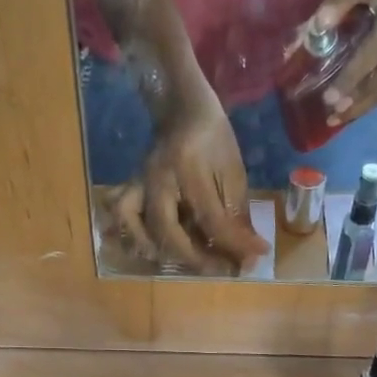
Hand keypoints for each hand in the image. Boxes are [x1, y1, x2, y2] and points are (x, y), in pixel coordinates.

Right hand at [106, 89, 268, 273]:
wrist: (183, 108)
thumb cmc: (214, 139)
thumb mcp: (233, 172)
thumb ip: (238, 214)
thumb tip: (250, 254)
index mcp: (189, 168)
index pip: (211, 219)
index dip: (235, 245)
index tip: (255, 260)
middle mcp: (158, 179)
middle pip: (169, 231)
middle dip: (196, 258)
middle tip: (220, 268)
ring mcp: (139, 184)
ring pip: (138, 227)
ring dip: (161, 251)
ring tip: (186, 260)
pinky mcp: (131, 188)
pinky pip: (121, 215)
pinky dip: (131, 235)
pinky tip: (150, 248)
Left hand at [300, 0, 376, 127]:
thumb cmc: (355, 6)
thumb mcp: (335, 4)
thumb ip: (313, 24)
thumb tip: (289, 55)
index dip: (341, 3)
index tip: (320, 24)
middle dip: (356, 71)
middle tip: (330, 98)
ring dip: (363, 96)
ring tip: (336, 114)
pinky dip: (367, 105)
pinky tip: (344, 117)